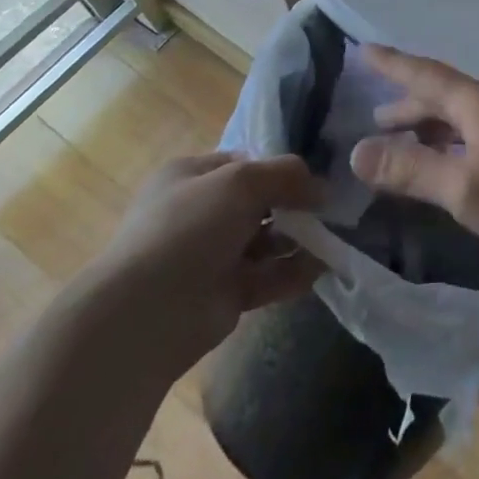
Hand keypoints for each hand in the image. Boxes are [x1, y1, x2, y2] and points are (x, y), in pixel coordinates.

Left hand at [84, 153, 323, 371]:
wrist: (146, 315)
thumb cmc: (190, 228)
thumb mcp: (242, 180)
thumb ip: (286, 174)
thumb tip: (322, 188)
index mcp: (190, 177)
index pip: (244, 163)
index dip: (279, 168)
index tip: (313, 177)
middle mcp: (199, 214)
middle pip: (259, 202)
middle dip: (295, 205)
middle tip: (329, 209)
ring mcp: (210, 257)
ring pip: (266, 241)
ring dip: (299, 239)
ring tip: (332, 238)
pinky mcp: (223, 295)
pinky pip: (267, 277)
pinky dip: (293, 272)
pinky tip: (320, 267)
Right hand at [347, 46, 478, 262]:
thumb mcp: (465, 189)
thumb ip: (412, 170)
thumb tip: (357, 150)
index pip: (426, 76)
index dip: (393, 65)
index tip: (364, 50)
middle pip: (448, 95)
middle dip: (413, 107)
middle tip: (381, 119)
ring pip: (471, 113)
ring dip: (439, 124)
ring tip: (416, 141)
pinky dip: (464, 138)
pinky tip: (466, 160)